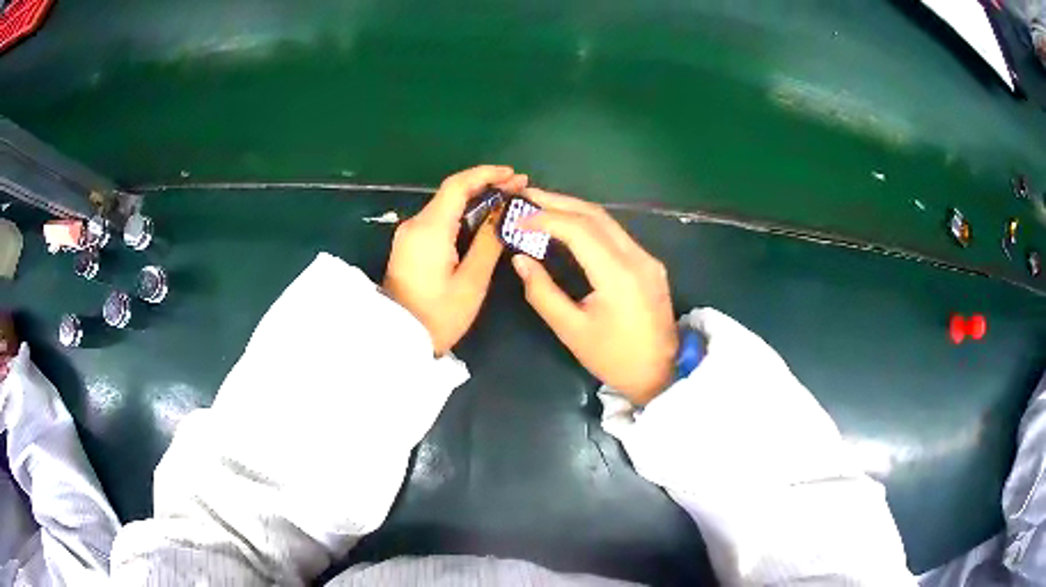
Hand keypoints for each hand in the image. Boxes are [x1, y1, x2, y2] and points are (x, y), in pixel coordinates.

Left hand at [384, 165, 527, 354]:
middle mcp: (415, 224)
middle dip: (485, 185)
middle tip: (518, 188)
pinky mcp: (408, 245)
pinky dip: (461, 214)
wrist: (398, 339)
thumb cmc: (439, 315)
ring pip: (445, 205)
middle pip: (451, 192)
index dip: (487, 174)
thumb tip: (502, 213)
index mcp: (430, 228)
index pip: (457, 185)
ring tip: (507, 200)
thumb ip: (487, 242)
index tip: (515, 175)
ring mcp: (408, 234)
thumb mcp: (471, 281)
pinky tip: (481, 219)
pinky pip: (438, 220)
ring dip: (475, 199)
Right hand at [511, 189, 677, 404]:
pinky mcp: (650, 263)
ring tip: (541, 205)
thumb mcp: (572, 331)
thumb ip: (542, 292)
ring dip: (573, 209)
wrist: (661, 373)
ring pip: (607, 220)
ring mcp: (647, 258)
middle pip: (595, 215)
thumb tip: (520, 258)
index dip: (545, 218)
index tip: (517, 217)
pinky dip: (589, 224)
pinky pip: (616, 234)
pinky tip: (569, 225)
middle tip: (525, 195)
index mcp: (618, 275)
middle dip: (558, 202)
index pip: (578, 230)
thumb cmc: (614, 358)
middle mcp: (637, 257)